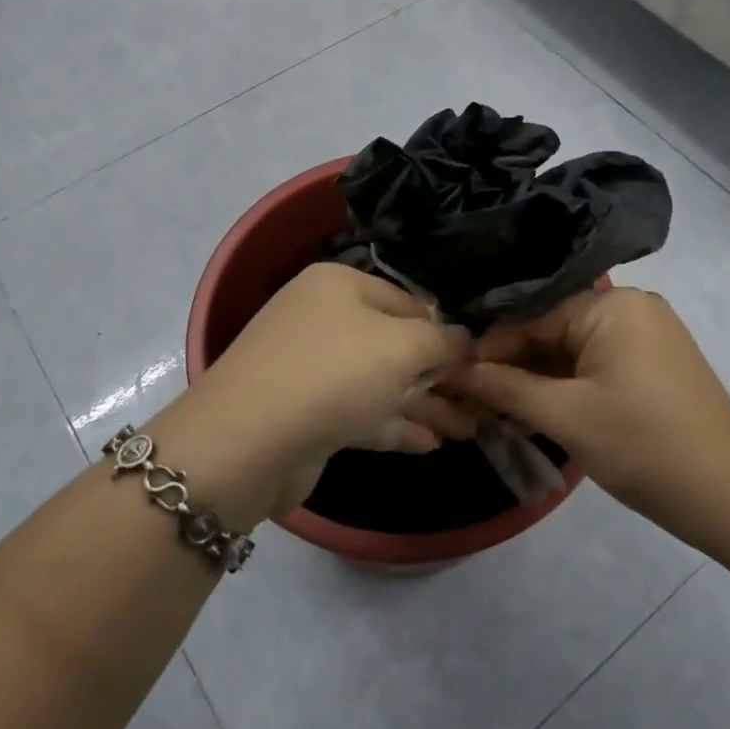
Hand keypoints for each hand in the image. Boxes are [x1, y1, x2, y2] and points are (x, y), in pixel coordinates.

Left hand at [169, 262, 473, 517]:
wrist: (247, 443)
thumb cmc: (333, 374)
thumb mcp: (401, 346)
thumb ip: (442, 340)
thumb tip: (466, 340)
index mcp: (339, 285)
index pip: (408, 300)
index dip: (446, 329)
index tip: (482, 359)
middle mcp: (323, 319)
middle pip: (395, 343)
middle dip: (440, 374)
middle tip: (482, 401)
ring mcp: (312, 368)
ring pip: (381, 382)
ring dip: (424, 403)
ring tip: (470, 427)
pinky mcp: (307, 414)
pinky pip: (362, 413)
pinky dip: (395, 425)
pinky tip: (432, 444)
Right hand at [458, 287, 729, 532]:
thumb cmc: (644, 446)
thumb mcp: (565, 416)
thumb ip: (506, 388)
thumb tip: (456, 372)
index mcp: (612, 305)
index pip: (532, 317)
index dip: (492, 349)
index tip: (455, 377)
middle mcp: (630, 308)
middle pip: (552, 332)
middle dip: (514, 368)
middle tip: (474, 401)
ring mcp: (646, 336)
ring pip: (572, 353)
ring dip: (537, 383)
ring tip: (497, 414)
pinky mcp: (654, 365)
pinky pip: (596, 367)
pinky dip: (567, 389)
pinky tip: (534, 415)